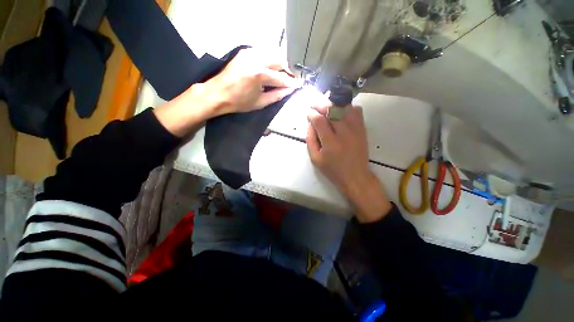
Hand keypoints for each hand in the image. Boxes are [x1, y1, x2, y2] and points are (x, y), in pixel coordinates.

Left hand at [154, 48, 300, 136]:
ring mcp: (249, 52)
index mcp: (259, 74)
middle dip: (288, 70)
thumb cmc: (239, 102)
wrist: (217, 93)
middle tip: (291, 79)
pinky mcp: (245, 51)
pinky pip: (264, 52)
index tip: (299, 85)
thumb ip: (277, 95)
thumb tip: (290, 90)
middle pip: (280, 59)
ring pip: (272, 53)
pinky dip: (270, 60)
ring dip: (280, 63)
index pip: (281, 77)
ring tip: (282, 75)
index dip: (291, 82)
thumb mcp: (260, 102)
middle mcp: (256, 59)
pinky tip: (271, 69)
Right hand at [306, 104, 391, 221]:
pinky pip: (356, 111)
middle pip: (332, 110)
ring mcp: (355, 129)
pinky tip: (341, 112)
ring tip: (327, 107)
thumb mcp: (315, 158)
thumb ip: (310, 140)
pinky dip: (347, 107)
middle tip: (314, 106)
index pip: (319, 121)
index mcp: (330, 143)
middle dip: (320, 105)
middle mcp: (344, 133)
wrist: (355, 175)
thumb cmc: (333, 169)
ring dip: (333, 104)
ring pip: (345, 107)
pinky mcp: (362, 129)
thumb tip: (310, 125)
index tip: (308, 113)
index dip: (312, 114)